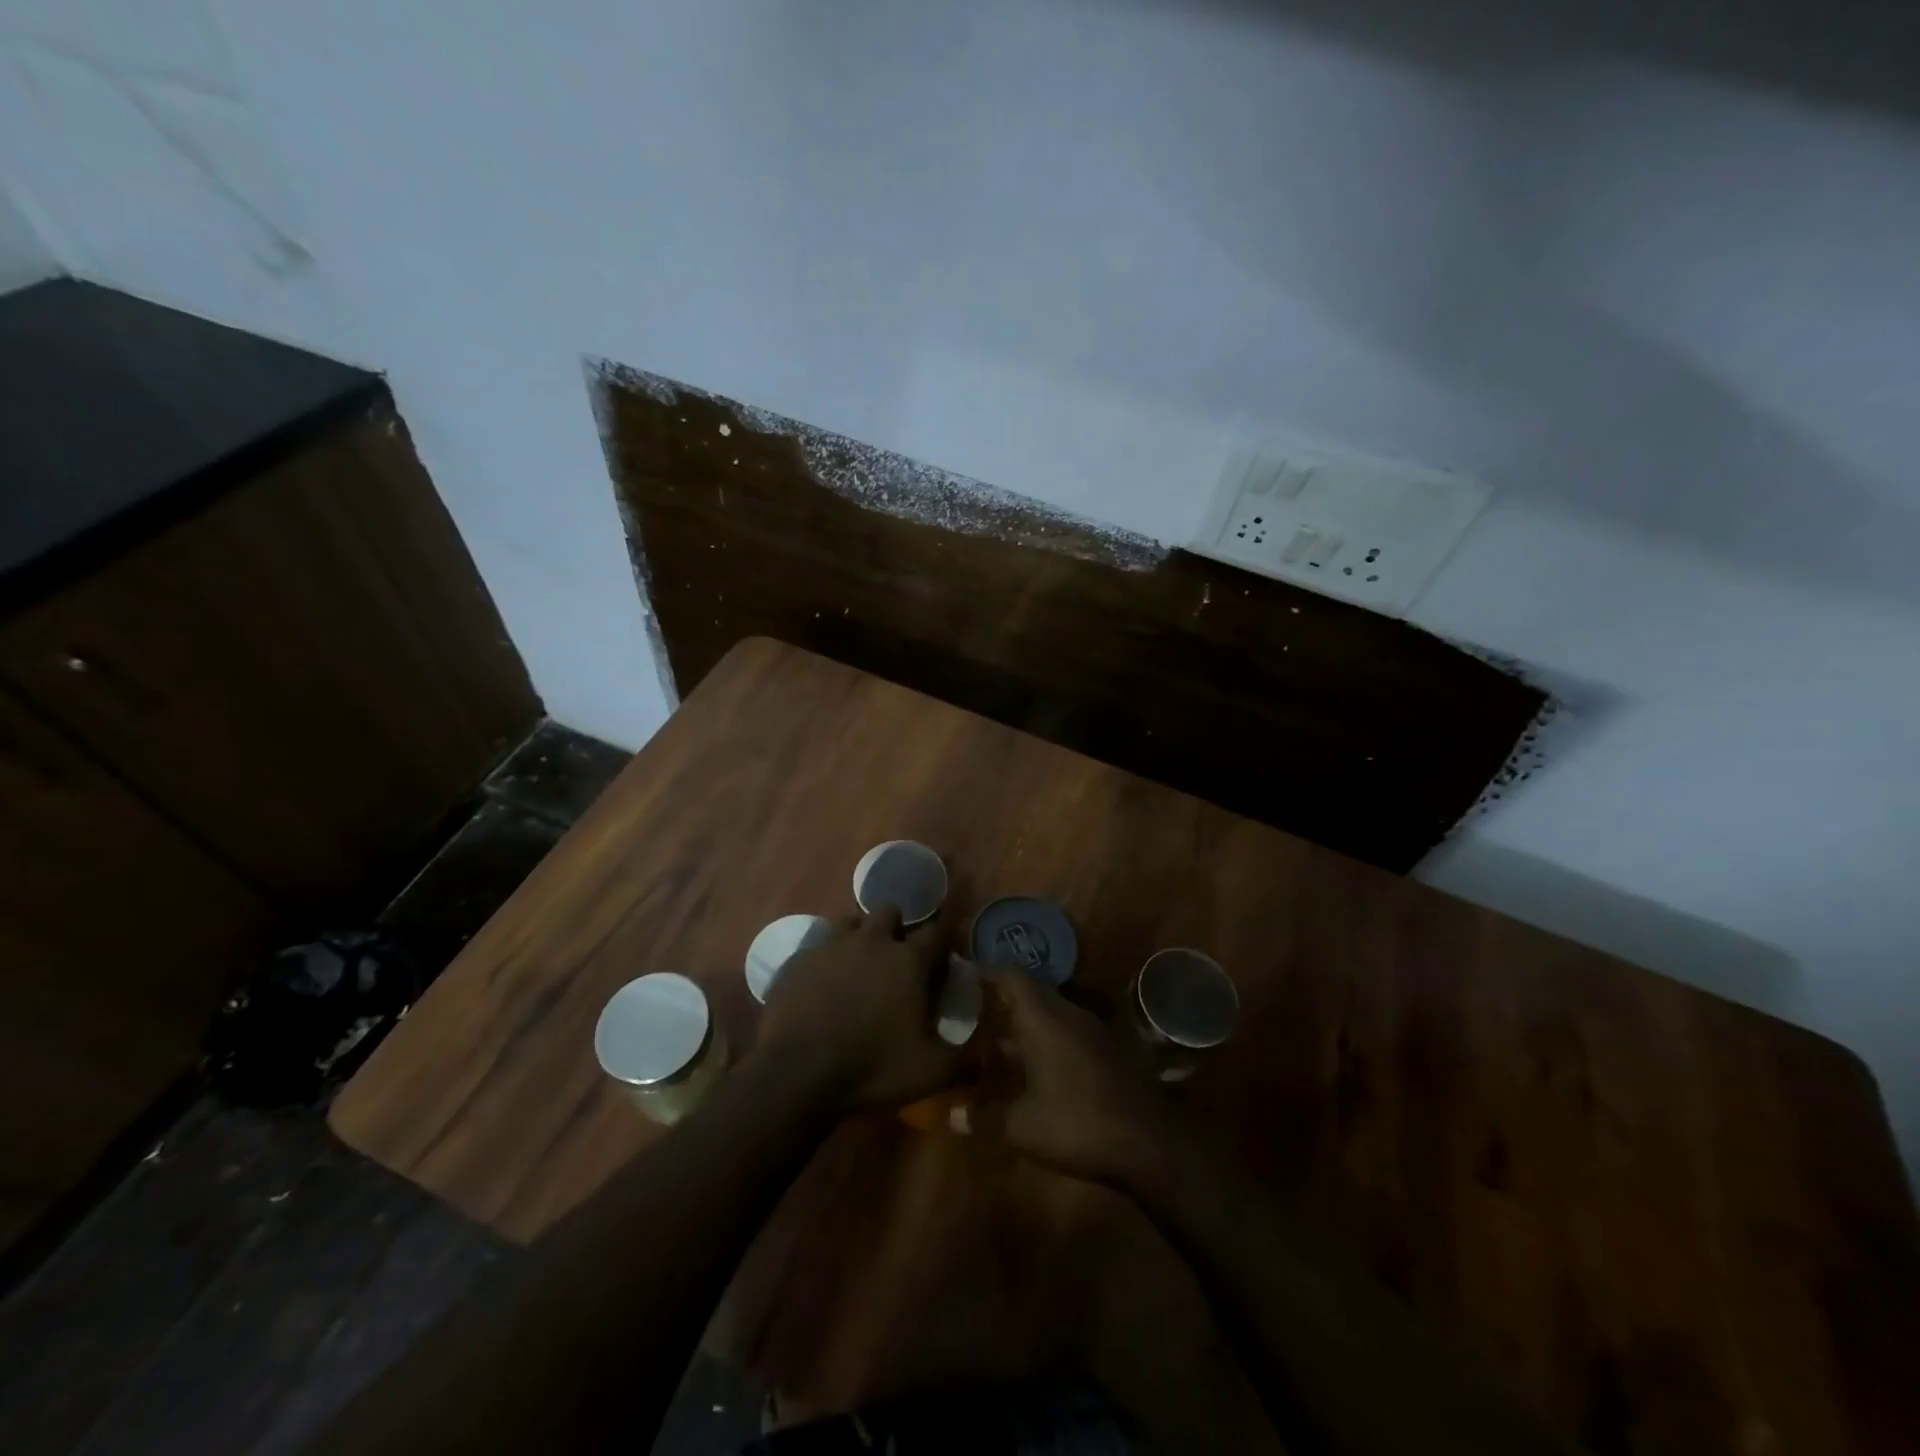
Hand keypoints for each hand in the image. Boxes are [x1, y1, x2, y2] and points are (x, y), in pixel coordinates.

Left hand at [756, 905, 961, 1111]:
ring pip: (850, 922)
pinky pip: (816, 947)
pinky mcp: (797, 959)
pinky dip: (825, 960)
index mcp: (908, 960)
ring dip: (859, 936)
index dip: (941, 942)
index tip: (941, 958)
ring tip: (858, 967)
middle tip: (896, 959)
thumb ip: (965, 1060)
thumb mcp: (930, 1072)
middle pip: (890, 911)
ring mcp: (830, 945)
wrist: (797, 1073)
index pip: (936, 932)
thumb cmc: (872, 1067)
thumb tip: (987, 1055)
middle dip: (896, 927)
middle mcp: (871, 940)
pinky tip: (822, 986)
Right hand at [970, 966, 1180, 1188]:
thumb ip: (982, 1117)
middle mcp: (1068, 1014)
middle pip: (1030, 992)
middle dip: (1001, 1000)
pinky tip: (1032, 1069)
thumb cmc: (1077, 1124)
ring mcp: (1091, 1031)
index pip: (1012, 976)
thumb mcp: (1021, 1127)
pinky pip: (1066, 1031)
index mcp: (1044, 1018)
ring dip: (1023, 1023)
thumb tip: (950, 1116)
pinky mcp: (1106, 1050)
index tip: (963, 978)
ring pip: (1049, 1013)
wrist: (1148, 1144)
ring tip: (995, 1042)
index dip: (986, 972)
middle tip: (973, 1013)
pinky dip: (1044, 1040)